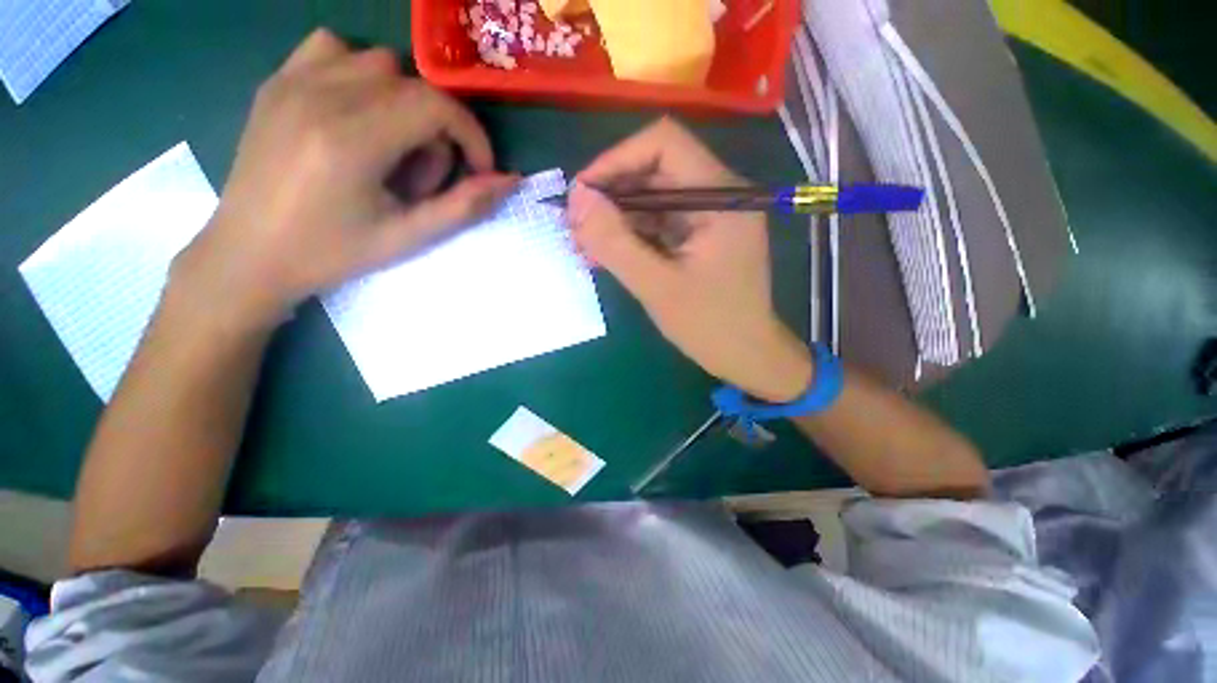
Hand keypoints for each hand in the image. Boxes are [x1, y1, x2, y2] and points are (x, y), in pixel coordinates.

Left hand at [172, 29, 517, 328]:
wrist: (248, 254)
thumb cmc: (332, 253)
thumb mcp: (408, 237)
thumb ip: (464, 206)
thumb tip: (509, 180)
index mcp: (352, 140)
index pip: (436, 106)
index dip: (471, 136)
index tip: (477, 170)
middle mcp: (320, 96)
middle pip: (413, 84)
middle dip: (438, 129)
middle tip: (423, 175)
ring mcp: (292, 82)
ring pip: (378, 60)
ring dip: (404, 100)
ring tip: (392, 144)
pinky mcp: (276, 82)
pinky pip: (332, 48)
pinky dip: (360, 73)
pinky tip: (357, 112)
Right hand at [570, 118, 811, 401]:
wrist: (745, 355)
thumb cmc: (710, 326)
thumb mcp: (658, 287)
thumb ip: (616, 243)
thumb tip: (577, 199)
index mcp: (721, 197)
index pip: (664, 144)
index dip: (616, 160)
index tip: (583, 194)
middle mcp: (717, 195)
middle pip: (654, 170)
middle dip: (610, 195)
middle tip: (576, 227)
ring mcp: (708, 215)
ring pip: (651, 197)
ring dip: (615, 218)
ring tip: (584, 245)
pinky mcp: (698, 234)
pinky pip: (657, 222)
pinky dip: (629, 235)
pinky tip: (605, 255)